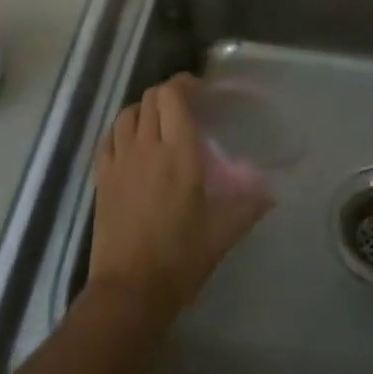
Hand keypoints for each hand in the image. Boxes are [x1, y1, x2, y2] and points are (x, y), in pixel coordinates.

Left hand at [88, 73, 273, 319]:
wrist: (130, 289)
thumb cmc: (181, 257)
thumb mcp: (223, 231)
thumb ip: (249, 205)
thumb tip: (270, 191)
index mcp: (179, 152)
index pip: (173, 96)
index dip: (185, 84)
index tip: (200, 91)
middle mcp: (147, 146)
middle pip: (151, 98)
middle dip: (169, 94)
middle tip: (186, 108)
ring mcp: (120, 160)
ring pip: (127, 113)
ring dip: (145, 109)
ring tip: (159, 123)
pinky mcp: (102, 177)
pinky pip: (109, 137)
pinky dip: (122, 130)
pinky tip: (133, 143)